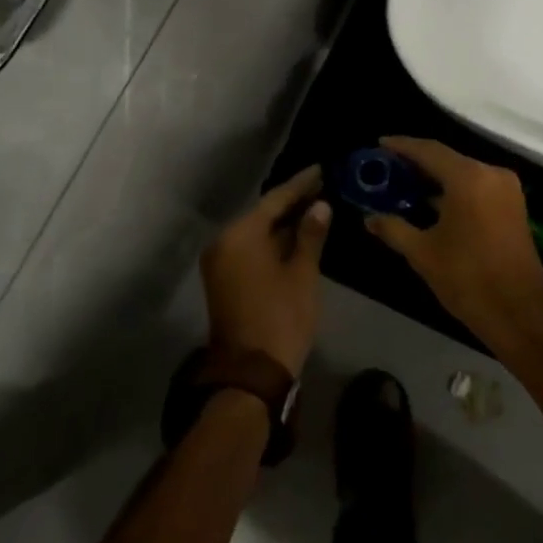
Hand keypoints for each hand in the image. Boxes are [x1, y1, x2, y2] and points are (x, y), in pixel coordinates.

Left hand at [200, 166, 330, 376]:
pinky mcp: (224, 278)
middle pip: (263, 213)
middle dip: (292, 201)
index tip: (321, 169)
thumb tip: (320, 205)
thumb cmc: (281, 318)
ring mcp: (221, 261)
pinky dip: (272, 240)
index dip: (301, 184)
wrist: (250, 373)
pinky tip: (296, 233)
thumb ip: (310, 235)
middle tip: (322, 185)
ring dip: (283, 222)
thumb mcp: (302, 274)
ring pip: (256, 231)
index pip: (275, 199)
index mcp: (240, 235)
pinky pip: (250, 247)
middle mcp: (224, 241)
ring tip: (315, 205)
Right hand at [363, 138, 542, 346]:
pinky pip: (478, 185)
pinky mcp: (514, 205)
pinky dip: (455, 188)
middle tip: (389, 166)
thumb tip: (370, 218)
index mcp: (469, 178)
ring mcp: (507, 189)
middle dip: (418, 162)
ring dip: (437, 176)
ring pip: (464, 172)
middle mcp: (491, 173)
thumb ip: (394, 229)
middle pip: (448, 158)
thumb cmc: (467, 279)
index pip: (429, 151)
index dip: (402, 146)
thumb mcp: (423, 253)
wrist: (518, 314)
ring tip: (406, 183)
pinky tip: (434, 200)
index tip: (380, 144)